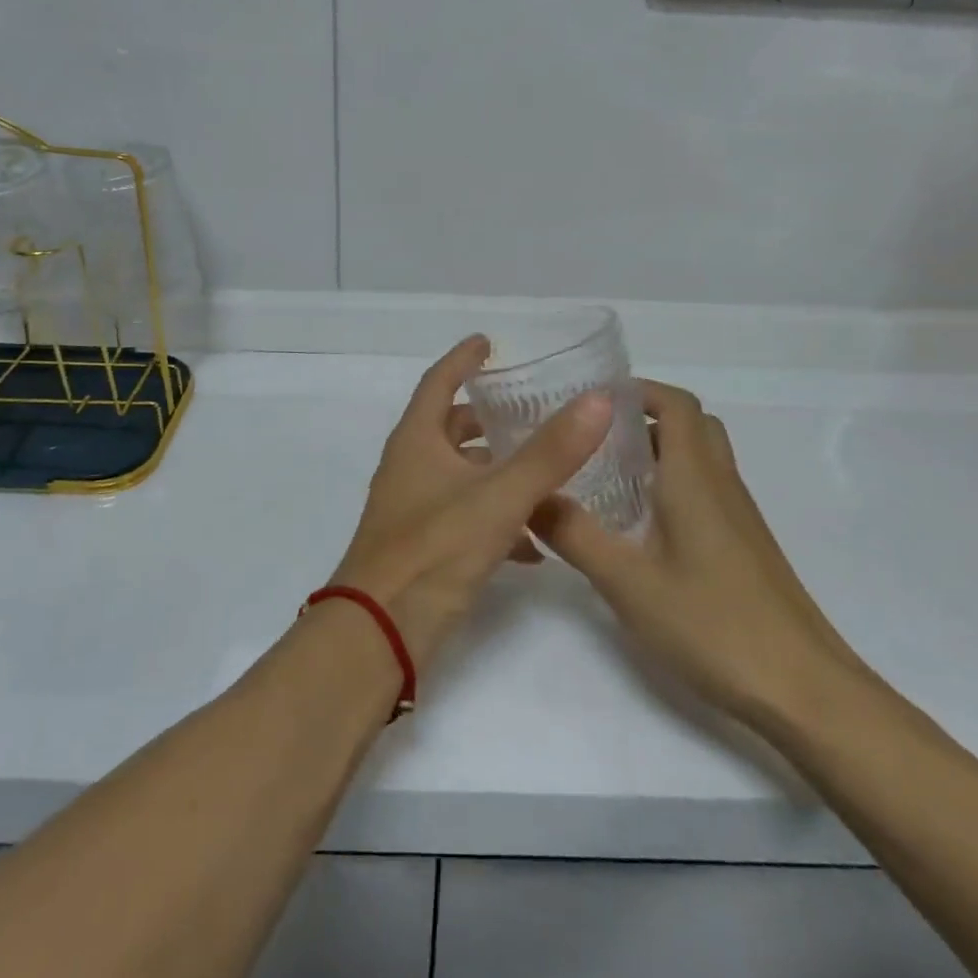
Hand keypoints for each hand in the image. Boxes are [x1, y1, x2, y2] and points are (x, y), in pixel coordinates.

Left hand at [328, 336, 612, 676]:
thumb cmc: (434, 550)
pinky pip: (467, 517)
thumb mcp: (499, 496)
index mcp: (417, 440)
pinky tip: (537, 542)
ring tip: (548, 473)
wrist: (379, 634)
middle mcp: (411, 466)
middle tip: (531, 411)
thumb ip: (550, 452)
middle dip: (489, 419)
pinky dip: (499, 518)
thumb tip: (598, 400)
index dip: (463, 359)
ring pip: (463, 475)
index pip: (439, 382)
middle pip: (451, 428)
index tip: (488, 343)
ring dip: (500, 470)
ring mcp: (414, 508)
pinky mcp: (424, 546)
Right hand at [532, 379, 857, 724]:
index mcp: (694, 477)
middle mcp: (721, 483)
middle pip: (692, 424)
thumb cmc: (713, 624)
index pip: (676, 403)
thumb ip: (575, 535)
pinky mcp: (745, 545)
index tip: (593, 401)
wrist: (805, 690)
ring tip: (611, 477)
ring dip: (661, 452)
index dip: (638, 390)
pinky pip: (708, 490)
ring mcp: (739, 515)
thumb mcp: (627, 582)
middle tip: (599, 438)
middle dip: (646, 418)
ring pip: (702, 458)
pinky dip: (675, 485)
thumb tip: (530, 496)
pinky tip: (644, 528)